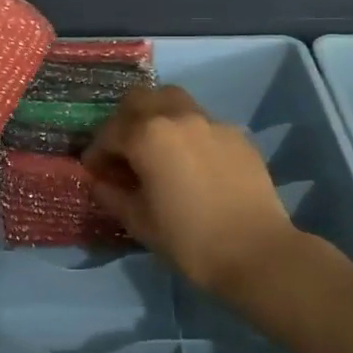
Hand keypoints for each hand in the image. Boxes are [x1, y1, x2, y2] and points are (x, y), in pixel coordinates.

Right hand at [83, 85, 302, 296]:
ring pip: (173, 101)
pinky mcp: (236, 134)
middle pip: (140, 99)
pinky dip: (187, 132)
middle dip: (124, 121)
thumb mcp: (139, 221)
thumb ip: (111, 194)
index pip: (109, 132)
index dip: (96, 153)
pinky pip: (202, 121)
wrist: (257, 252)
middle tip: (123, 151)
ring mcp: (210, 121)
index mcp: (147, 135)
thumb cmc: (189, 239)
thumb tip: (98, 181)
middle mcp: (177, 116)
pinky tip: (192, 162)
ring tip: (157, 147)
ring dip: (157, 116)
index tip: (95, 172)